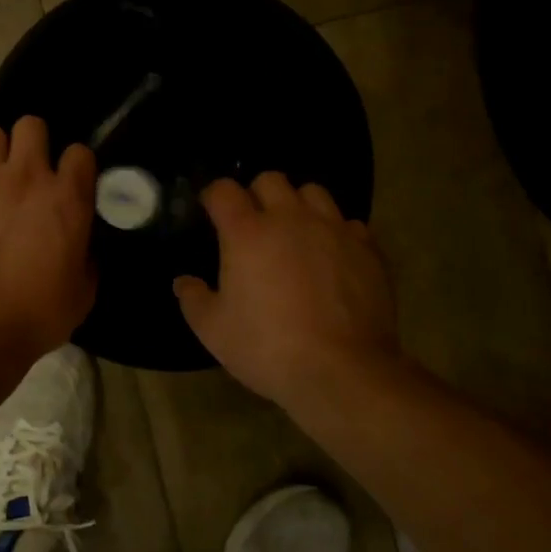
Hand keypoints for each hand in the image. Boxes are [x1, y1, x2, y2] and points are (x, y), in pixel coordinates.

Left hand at [0, 117, 97, 362]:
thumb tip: (81, 247)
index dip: (75, 167)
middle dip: (32, 144)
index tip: (69, 184)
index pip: (80, 153)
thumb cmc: (35, 316)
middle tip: (25, 174)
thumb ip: (86, 258)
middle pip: (31, 125)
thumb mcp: (82, 293)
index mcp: (67, 198)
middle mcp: (26, 176)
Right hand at [174, 173, 401, 410]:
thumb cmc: (268, 347)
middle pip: (271, 180)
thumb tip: (183, 282)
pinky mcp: (368, 249)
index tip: (211, 211)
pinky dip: (337, 232)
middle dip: (257, 194)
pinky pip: (349, 223)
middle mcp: (290, 219)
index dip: (214, 196)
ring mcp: (333, 230)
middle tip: (254, 223)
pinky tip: (332, 255)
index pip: (224, 190)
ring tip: (296, 231)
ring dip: (299, 205)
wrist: (342, 371)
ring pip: (314, 192)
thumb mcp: (214, 331)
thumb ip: (193, 299)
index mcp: (247, 232)